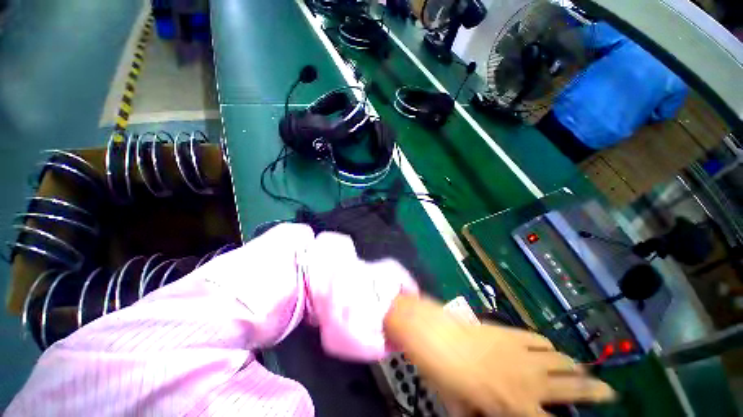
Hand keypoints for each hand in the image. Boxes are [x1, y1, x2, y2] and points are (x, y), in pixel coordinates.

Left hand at [384, 295, 614, 415]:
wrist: (436, 335)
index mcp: (515, 405)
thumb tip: (488, 413)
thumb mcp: (460, 407)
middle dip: (596, 391)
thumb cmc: (445, 374)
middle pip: (574, 387)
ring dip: (573, 365)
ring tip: (578, 369)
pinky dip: (547, 345)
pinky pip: (538, 338)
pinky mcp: (511, 331)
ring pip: (561, 359)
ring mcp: (521, 352)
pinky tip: (546, 347)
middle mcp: (528, 380)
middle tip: (610, 392)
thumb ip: (478, 415)